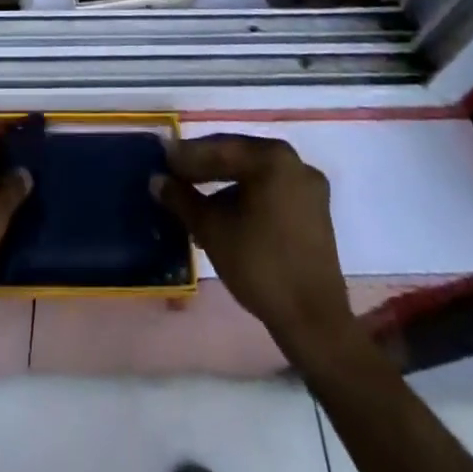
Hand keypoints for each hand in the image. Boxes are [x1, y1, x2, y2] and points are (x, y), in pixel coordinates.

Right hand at [152, 133, 350, 346]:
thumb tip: (157, 180)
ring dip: (224, 184)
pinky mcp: (315, 212)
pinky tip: (225, 214)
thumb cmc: (260, 266)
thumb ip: (181, 199)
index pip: (220, 148)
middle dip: (205, 168)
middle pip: (239, 158)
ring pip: (255, 176)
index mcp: (272, 159)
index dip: (187, 156)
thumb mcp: (212, 230)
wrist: (314, 322)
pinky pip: (272, 192)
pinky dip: (247, 197)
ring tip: (195, 199)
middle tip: (175, 175)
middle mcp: (295, 163)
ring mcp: (309, 187)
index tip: (163, 160)